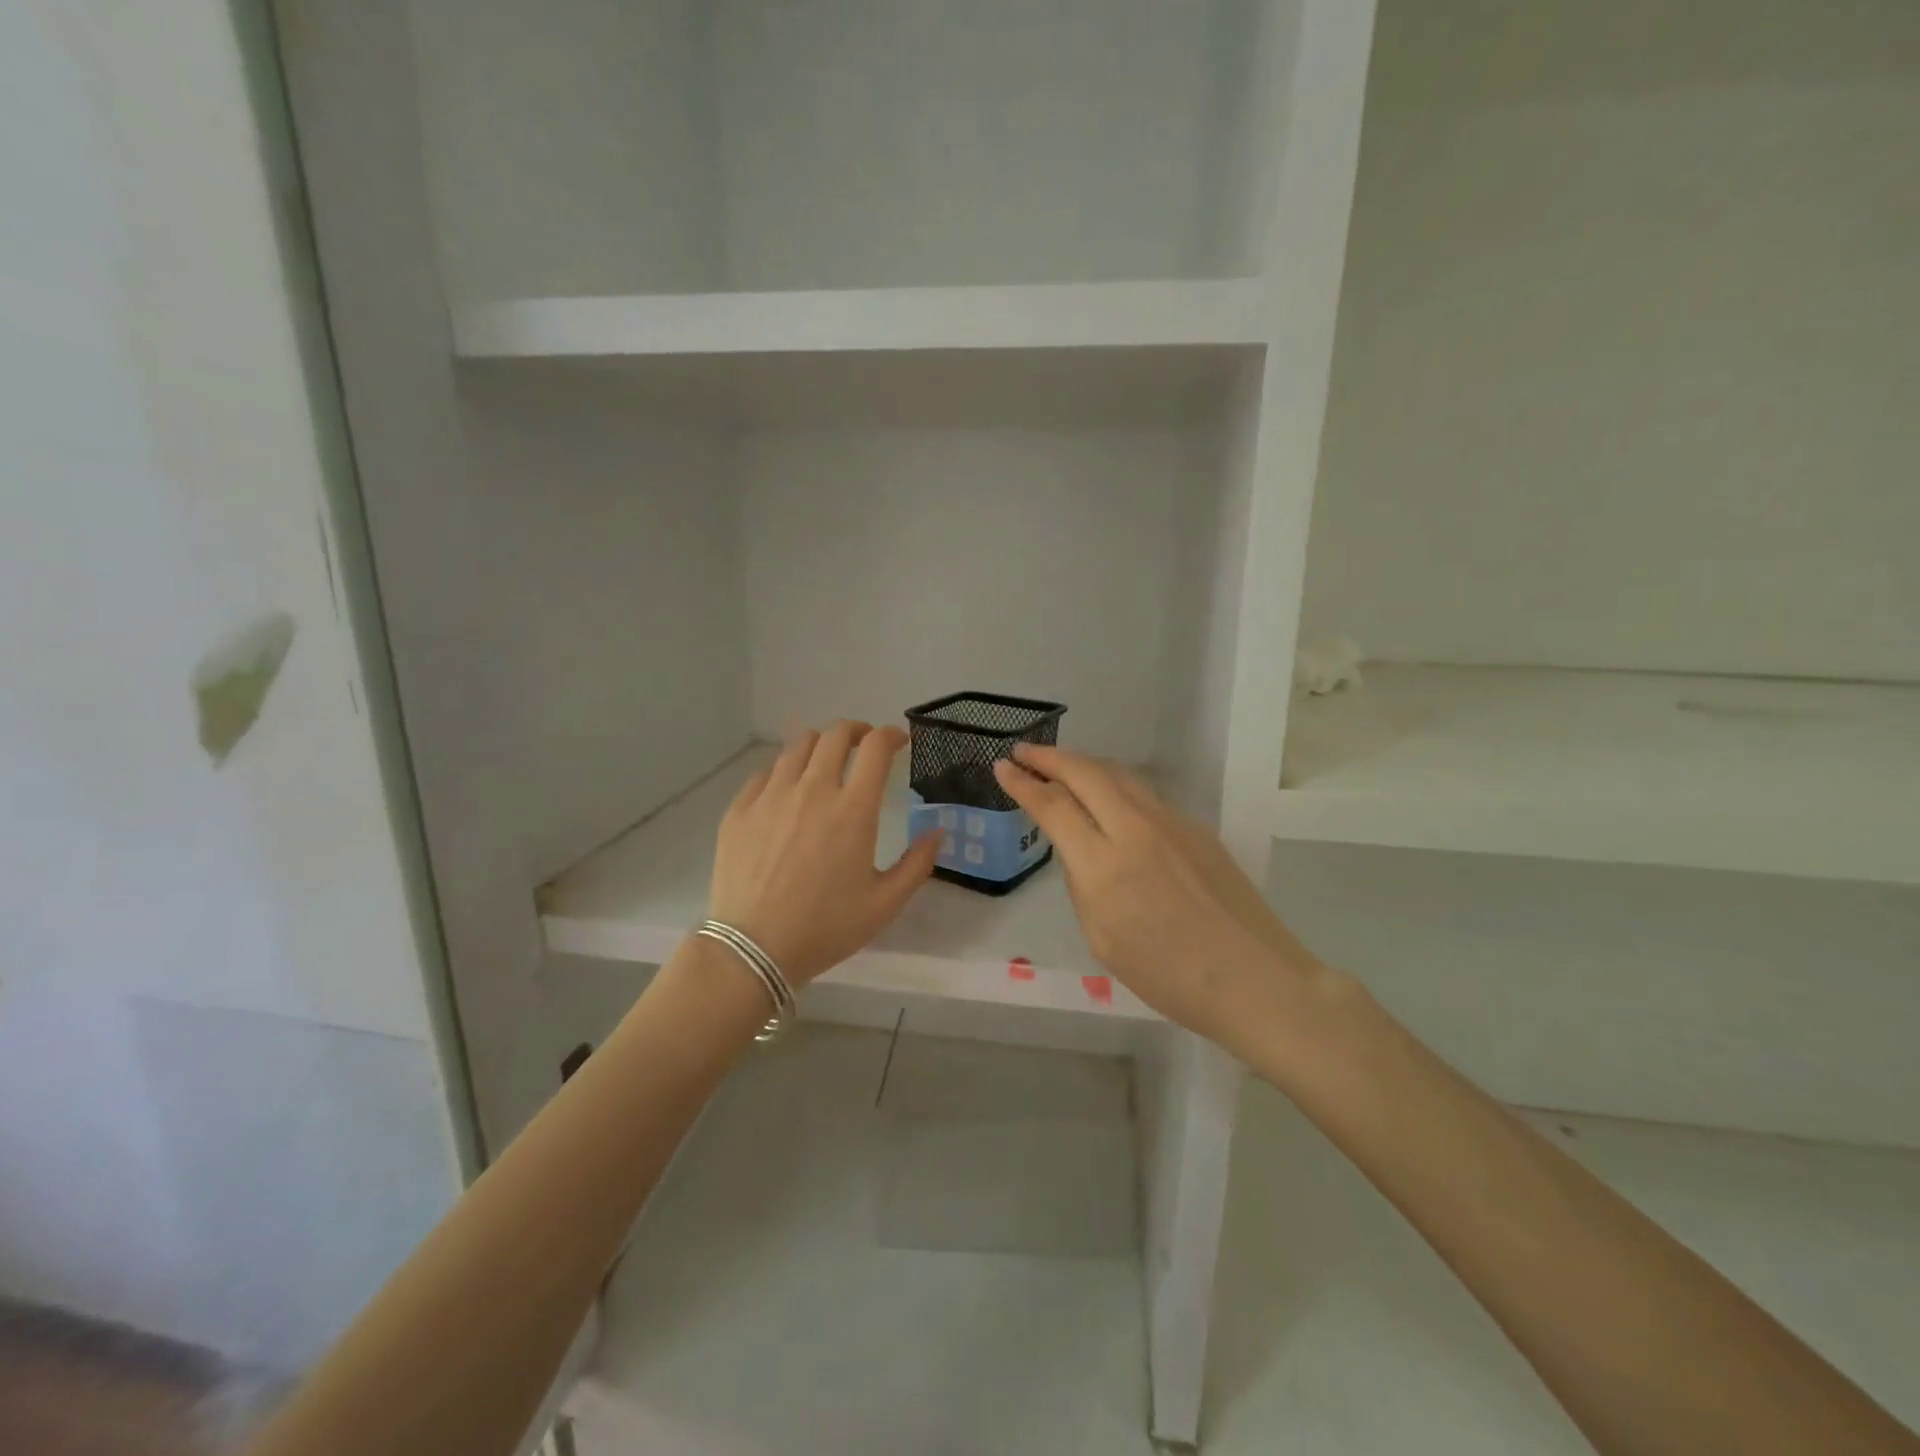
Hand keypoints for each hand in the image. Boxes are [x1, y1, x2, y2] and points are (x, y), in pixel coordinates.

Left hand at [709, 722, 942, 985]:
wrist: (753, 949)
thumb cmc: (825, 928)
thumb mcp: (884, 904)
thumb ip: (917, 864)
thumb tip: (938, 831)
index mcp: (853, 810)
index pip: (876, 748)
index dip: (891, 735)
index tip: (898, 741)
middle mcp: (812, 790)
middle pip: (835, 735)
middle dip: (856, 732)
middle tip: (864, 745)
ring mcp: (771, 796)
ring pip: (798, 746)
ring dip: (820, 746)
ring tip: (826, 762)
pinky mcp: (740, 809)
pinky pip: (765, 773)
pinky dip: (785, 771)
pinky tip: (788, 791)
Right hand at [993, 744, 1321, 1046]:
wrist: (1255, 979)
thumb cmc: (1170, 977)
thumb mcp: (1103, 940)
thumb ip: (1083, 886)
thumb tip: (1080, 852)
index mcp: (1104, 867)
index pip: (1053, 808)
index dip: (1023, 784)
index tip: (1002, 768)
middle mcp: (1135, 831)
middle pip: (1085, 774)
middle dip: (1048, 758)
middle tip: (1023, 753)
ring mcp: (1171, 823)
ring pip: (1118, 775)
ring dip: (1082, 764)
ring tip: (1058, 765)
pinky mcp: (1195, 828)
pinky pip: (1144, 794)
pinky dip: (1113, 784)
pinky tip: (1107, 796)